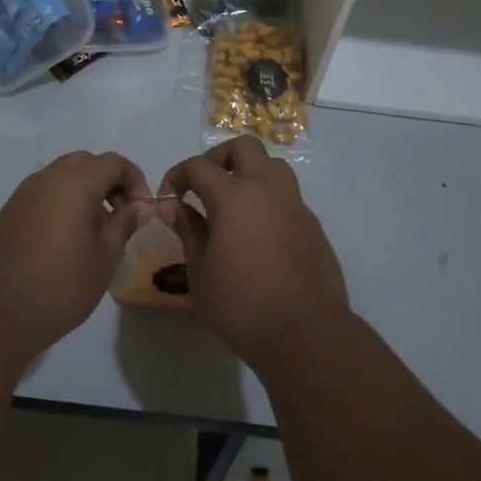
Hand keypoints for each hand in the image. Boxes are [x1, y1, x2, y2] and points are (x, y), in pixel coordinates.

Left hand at [0, 151, 152, 355]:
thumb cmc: (58, 287)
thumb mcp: (104, 258)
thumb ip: (124, 224)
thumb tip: (139, 206)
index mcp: (74, 184)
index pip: (113, 162)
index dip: (135, 180)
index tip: (143, 211)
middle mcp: (46, 179)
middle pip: (86, 163)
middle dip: (109, 181)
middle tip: (122, 215)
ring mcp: (22, 195)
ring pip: (62, 176)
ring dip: (86, 192)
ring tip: (96, 232)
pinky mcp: (8, 213)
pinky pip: (44, 194)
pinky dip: (63, 203)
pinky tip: (68, 240)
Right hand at [155, 138, 349, 369]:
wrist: (306, 333)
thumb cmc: (241, 304)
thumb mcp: (200, 270)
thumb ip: (187, 229)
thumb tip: (172, 206)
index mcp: (234, 196)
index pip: (199, 166)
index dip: (178, 175)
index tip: (168, 196)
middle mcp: (267, 189)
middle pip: (243, 148)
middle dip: (218, 158)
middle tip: (203, 185)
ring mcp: (295, 205)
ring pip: (272, 165)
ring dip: (249, 172)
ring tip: (233, 202)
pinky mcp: (312, 225)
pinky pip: (287, 196)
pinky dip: (267, 199)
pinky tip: (257, 231)